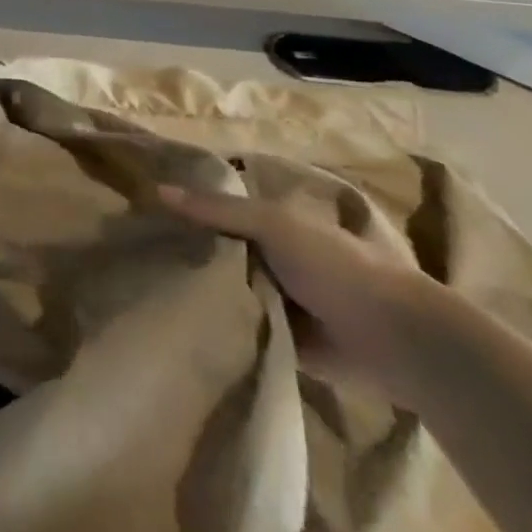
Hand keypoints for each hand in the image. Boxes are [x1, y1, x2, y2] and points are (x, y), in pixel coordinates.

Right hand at [158, 183, 437, 397]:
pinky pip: (239, 329)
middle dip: (185, 253)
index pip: (216, 211)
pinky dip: (218, 328)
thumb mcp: (272, 225)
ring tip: (146, 291)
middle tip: (136, 257)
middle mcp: (269, 258)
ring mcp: (275, 300)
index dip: (184, 211)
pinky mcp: (280, 341)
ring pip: (225, 290)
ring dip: (199, 292)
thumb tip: (156, 191)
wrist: (395, 339)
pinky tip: (178, 325)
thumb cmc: (335, 266)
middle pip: (217, 251)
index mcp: (271, 223)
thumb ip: (217, 210)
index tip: (141, 215)